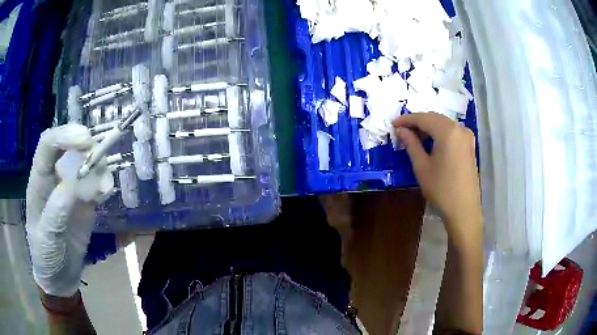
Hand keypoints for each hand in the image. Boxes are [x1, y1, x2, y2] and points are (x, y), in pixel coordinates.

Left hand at [26, 124, 113, 296]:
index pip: (48, 144)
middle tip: (100, 158)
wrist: (59, 278)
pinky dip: (104, 184)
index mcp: (39, 180)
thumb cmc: (45, 256)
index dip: (65, 135)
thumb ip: (56, 210)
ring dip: (99, 166)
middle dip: (86, 146)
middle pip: (70, 147)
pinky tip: (106, 194)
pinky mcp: (85, 203)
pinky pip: (97, 185)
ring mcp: (71, 189)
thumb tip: (74, 184)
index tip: (85, 140)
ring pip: (86, 163)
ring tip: (104, 186)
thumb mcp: (47, 237)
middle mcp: (55, 178)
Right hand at [393, 113, 481, 242]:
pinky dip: (439, 133)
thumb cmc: (441, 189)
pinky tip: (431, 142)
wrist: (464, 210)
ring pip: (444, 124)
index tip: (393, 124)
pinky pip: (452, 132)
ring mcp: (467, 137)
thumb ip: (411, 144)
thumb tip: (401, 130)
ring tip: (415, 137)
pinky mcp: (470, 146)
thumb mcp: (422, 166)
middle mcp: (459, 128)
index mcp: (447, 131)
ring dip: (429, 127)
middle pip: (435, 118)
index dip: (407, 119)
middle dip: (418, 122)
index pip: (423, 118)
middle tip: (402, 130)